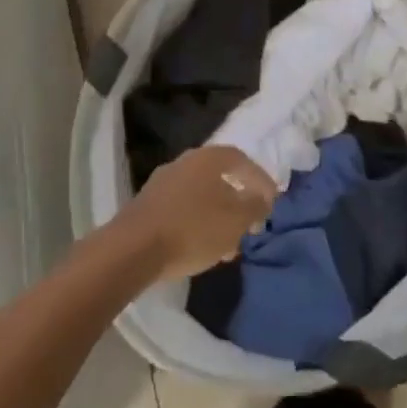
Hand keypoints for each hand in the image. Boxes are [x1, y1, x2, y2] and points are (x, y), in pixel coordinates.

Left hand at [113, 145, 275, 281]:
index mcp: (207, 158)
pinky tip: (204, 249)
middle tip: (252, 225)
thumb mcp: (235, 220)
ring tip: (230, 245)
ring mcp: (164, 182)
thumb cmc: (192, 229)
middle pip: (220, 178)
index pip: (241, 160)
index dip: (260, 179)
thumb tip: (263, 197)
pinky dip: (200, 224)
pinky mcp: (149, 204)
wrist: (134, 248)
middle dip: (239, 202)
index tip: (272, 201)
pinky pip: (184, 210)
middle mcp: (185, 162)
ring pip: (202, 196)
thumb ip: (255, 206)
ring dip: (220, 217)